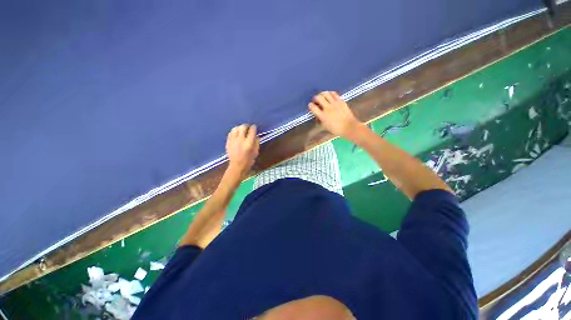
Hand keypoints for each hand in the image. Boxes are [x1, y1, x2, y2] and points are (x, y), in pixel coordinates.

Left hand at [226, 124, 259, 174]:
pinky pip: (230, 133)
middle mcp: (241, 140)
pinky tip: (236, 134)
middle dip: (246, 126)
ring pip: (235, 129)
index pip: (252, 131)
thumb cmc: (249, 160)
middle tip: (248, 127)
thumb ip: (256, 143)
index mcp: (249, 143)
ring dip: (239, 128)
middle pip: (243, 127)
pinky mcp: (228, 142)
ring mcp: (233, 140)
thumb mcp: (256, 152)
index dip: (254, 127)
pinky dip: (234, 132)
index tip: (254, 127)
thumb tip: (256, 136)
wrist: (237, 166)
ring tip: (241, 129)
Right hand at [308, 91, 363, 139]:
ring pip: (326, 93)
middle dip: (315, 98)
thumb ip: (320, 119)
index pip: (313, 107)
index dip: (310, 105)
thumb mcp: (325, 126)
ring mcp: (335, 103)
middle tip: (316, 100)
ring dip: (322, 94)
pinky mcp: (341, 101)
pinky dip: (330, 93)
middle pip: (319, 98)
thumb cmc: (336, 129)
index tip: (311, 105)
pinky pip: (334, 94)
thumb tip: (317, 115)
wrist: (349, 126)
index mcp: (323, 116)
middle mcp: (328, 108)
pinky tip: (330, 96)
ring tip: (322, 96)